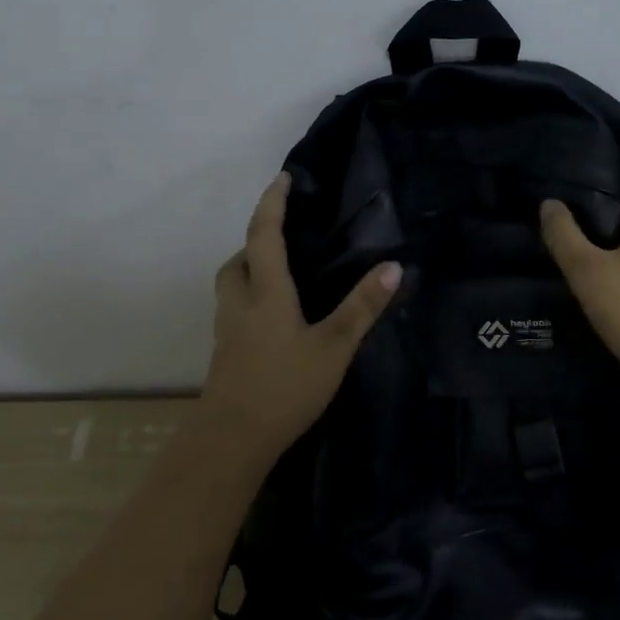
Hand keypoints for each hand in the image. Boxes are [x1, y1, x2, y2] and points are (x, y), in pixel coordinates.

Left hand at [197, 171, 401, 462]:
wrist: (231, 441)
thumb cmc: (284, 387)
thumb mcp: (333, 347)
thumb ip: (362, 307)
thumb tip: (393, 266)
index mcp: (265, 292)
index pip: (263, 234)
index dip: (272, 203)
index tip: (282, 178)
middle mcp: (240, 303)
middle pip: (238, 259)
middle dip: (256, 239)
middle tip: (285, 235)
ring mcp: (228, 330)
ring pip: (232, 285)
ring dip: (249, 268)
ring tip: (282, 273)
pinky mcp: (226, 353)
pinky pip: (235, 308)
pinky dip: (251, 297)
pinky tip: (275, 318)